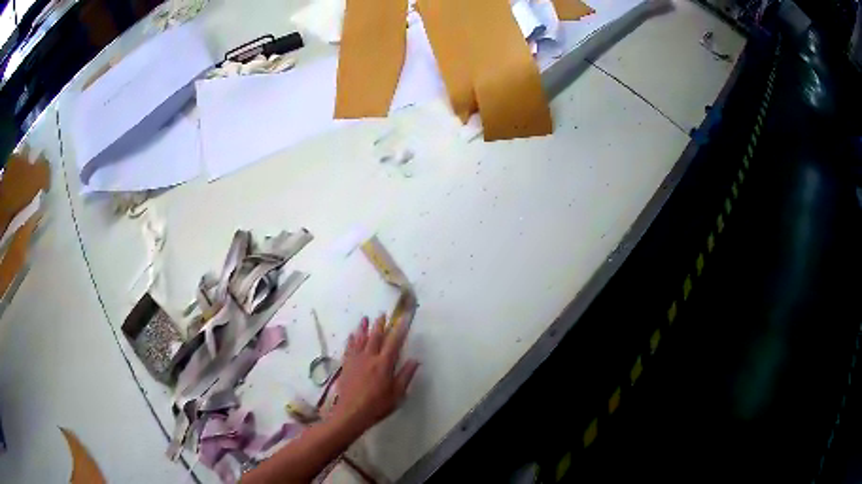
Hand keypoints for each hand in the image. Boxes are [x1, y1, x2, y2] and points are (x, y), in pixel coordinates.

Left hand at [330, 314, 419, 433]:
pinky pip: (348, 348)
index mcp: (384, 364)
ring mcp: (356, 360)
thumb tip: (415, 360)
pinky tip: (351, 335)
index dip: (399, 329)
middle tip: (382, 314)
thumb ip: (405, 375)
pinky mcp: (346, 365)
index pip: (394, 342)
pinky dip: (351, 340)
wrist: (351, 412)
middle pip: (375, 337)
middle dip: (379, 325)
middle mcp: (369, 357)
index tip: (403, 319)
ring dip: (363, 328)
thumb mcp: (397, 393)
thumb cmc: (378, 405)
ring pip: (360, 340)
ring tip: (365, 318)